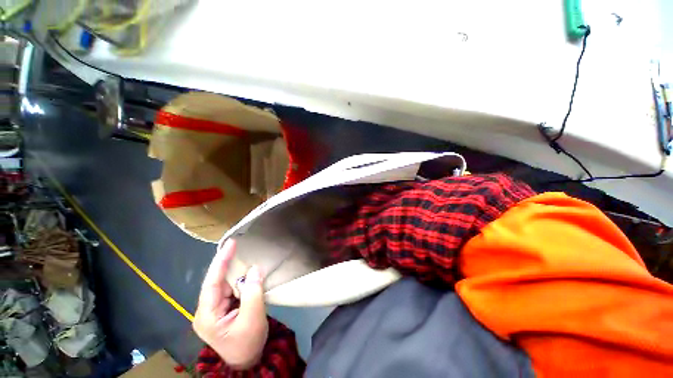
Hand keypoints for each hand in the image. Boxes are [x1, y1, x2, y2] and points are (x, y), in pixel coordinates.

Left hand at [193, 239, 268, 369]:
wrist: (248, 359)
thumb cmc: (248, 343)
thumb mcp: (252, 319)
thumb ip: (253, 293)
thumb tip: (254, 269)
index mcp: (207, 316)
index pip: (211, 284)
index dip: (221, 262)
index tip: (231, 244)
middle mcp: (207, 310)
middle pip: (217, 281)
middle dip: (228, 263)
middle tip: (239, 245)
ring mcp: (215, 309)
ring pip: (225, 283)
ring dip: (236, 270)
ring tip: (244, 254)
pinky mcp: (223, 307)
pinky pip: (232, 288)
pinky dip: (240, 278)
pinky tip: (247, 271)